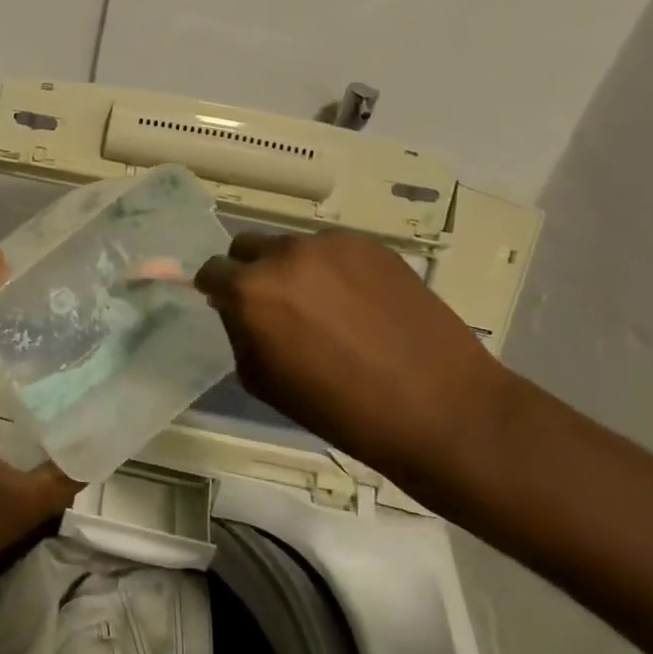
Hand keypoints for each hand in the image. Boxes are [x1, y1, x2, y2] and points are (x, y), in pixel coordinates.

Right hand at [194, 230, 516, 483]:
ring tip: (326, 307)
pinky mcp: (371, 244)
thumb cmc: (341, 409)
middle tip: (276, 306)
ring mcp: (331, 243)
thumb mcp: (263, 382)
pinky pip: (333, 250)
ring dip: (294, 269)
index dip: (216, 290)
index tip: (228, 306)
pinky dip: (333, 269)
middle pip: (248, 247)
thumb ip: (240, 333)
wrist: (440, 407)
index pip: (212, 271)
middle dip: (251, 272)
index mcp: (251, 291)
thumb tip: (237, 309)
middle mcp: (285, 254)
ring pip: (292, 247)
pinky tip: (359, 303)